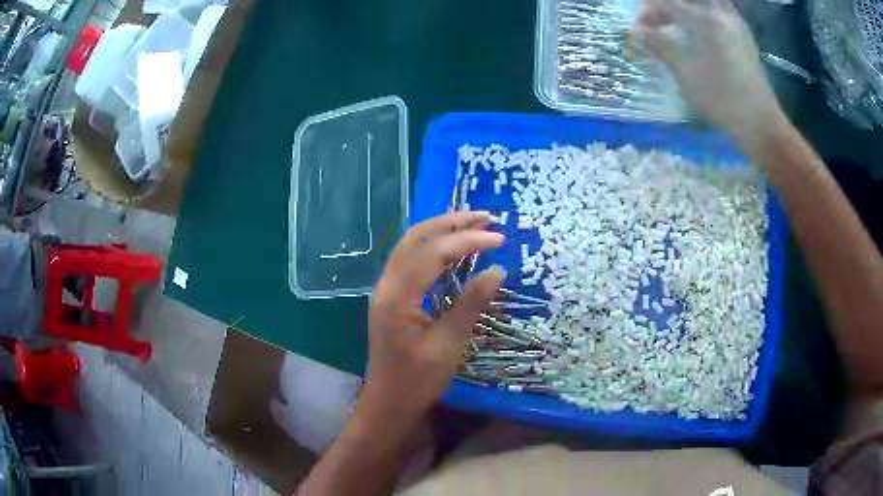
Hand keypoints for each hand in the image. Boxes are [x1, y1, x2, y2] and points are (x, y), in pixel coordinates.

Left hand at [357, 211, 504, 435]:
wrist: (388, 403)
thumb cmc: (417, 381)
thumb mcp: (449, 345)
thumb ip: (471, 304)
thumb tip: (497, 270)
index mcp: (397, 296)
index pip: (433, 253)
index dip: (467, 240)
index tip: (499, 238)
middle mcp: (386, 285)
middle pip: (416, 238)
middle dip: (451, 223)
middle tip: (486, 216)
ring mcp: (385, 289)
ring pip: (411, 245)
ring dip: (441, 230)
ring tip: (474, 224)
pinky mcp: (391, 297)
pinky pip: (410, 260)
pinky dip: (433, 247)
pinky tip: (454, 249)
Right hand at [635, 0, 786, 149]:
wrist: (760, 123)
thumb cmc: (722, 100)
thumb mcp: (687, 74)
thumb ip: (661, 47)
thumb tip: (637, 32)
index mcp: (705, 21)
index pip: (667, 4)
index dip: (648, 13)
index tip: (639, 29)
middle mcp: (721, 14)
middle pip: (687, 0)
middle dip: (667, 6)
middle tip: (657, 21)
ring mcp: (735, 24)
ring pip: (706, 3)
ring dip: (688, 9)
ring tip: (676, 24)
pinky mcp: (744, 36)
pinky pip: (720, 11)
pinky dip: (704, 14)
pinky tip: (699, 31)